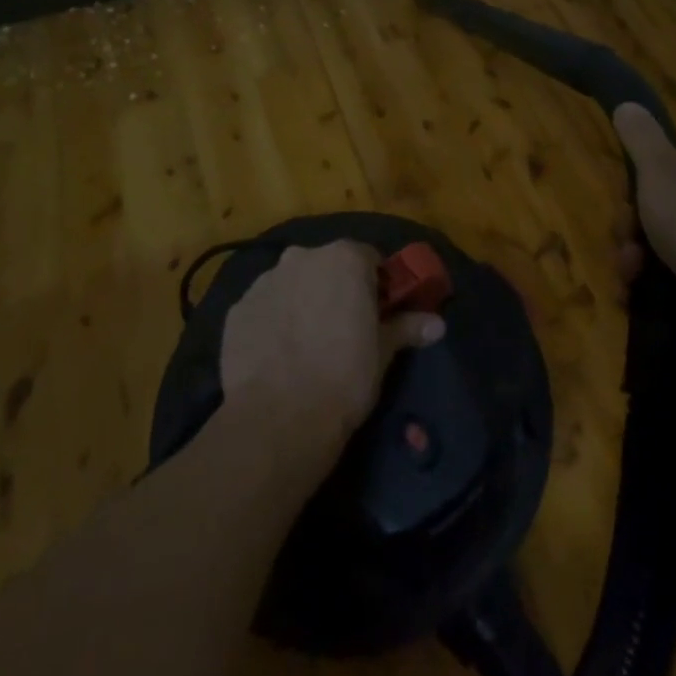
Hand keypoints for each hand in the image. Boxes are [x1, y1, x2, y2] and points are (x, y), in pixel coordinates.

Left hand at [219, 241, 444, 453]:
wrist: (280, 418)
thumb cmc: (345, 377)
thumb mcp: (383, 352)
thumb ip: (408, 327)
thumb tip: (438, 324)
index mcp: (345, 258)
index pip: (369, 258)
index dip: (376, 284)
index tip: (377, 312)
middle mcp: (303, 257)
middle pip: (327, 266)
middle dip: (336, 289)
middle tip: (343, 327)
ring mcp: (265, 280)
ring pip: (293, 283)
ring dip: (302, 301)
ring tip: (307, 344)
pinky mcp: (237, 308)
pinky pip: (264, 307)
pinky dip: (273, 321)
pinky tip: (278, 354)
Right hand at [613, 104, 675, 363]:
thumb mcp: (661, 169)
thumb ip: (641, 137)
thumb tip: (627, 104)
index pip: (668, 171)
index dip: (638, 186)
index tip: (624, 200)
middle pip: (658, 211)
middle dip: (631, 229)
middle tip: (625, 241)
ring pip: (659, 248)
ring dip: (633, 260)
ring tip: (629, 274)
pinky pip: (669, 282)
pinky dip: (647, 288)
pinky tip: (633, 295)